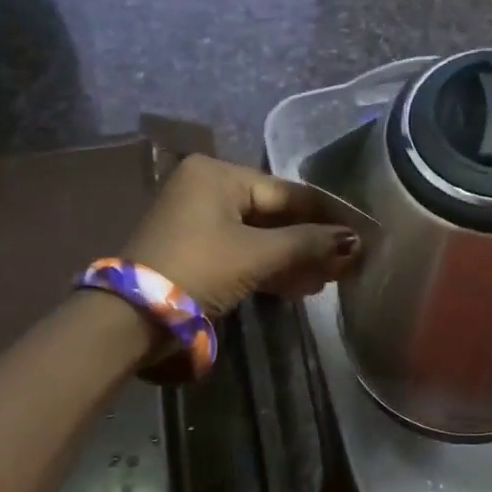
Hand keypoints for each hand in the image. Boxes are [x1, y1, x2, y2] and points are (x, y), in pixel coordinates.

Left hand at [123, 155, 360, 315]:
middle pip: (274, 214)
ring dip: (294, 258)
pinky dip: (269, 267)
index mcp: (218, 174)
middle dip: (311, 241)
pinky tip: (299, 286)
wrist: (130, 317)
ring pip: (260, 235)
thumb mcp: (257, 255)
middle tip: (346, 263)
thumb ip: (308, 244)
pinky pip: (243, 250)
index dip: (327, 215)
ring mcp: (198, 219)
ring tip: (328, 280)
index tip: (360, 232)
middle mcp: (207, 188)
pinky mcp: (194, 249)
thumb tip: (354, 241)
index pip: (288, 192)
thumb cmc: (199, 269)